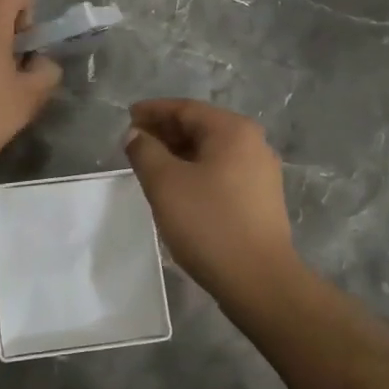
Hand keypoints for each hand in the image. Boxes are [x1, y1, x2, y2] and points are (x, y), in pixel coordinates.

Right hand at [124, 99, 297, 302]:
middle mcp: (252, 143)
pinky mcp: (261, 197)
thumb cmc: (209, 223)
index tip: (127, 117)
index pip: (185, 109)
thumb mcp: (165, 183)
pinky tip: (177, 186)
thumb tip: (136, 134)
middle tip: (134, 142)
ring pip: (211, 150)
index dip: (153, 111)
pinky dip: (196, 170)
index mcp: (232, 131)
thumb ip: (145, 151)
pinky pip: (221, 171)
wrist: (259, 280)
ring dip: (179, 152)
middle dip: (165, 131)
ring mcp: (261, 171)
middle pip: (201, 126)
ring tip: (150, 164)